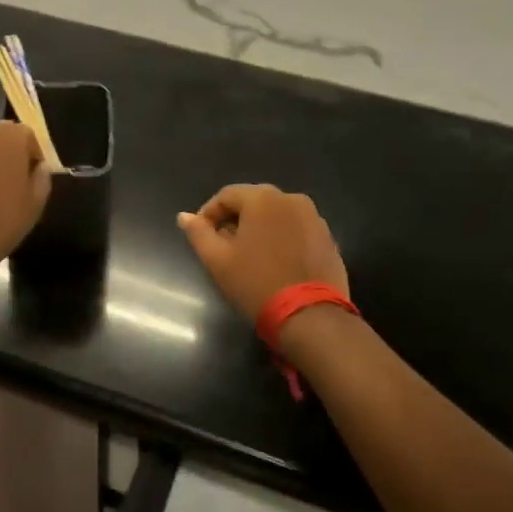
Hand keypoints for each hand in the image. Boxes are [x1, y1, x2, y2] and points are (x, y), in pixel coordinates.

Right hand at [177, 184, 348, 322]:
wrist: (310, 316)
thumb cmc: (256, 284)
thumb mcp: (218, 260)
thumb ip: (198, 233)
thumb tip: (184, 216)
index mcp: (263, 198)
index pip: (226, 195)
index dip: (209, 213)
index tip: (201, 236)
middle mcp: (291, 199)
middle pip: (253, 202)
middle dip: (235, 220)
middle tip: (223, 246)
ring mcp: (314, 218)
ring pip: (277, 216)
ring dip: (260, 229)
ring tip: (249, 256)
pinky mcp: (328, 238)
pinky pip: (296, 230)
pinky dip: (282, 239)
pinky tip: (276, 263)